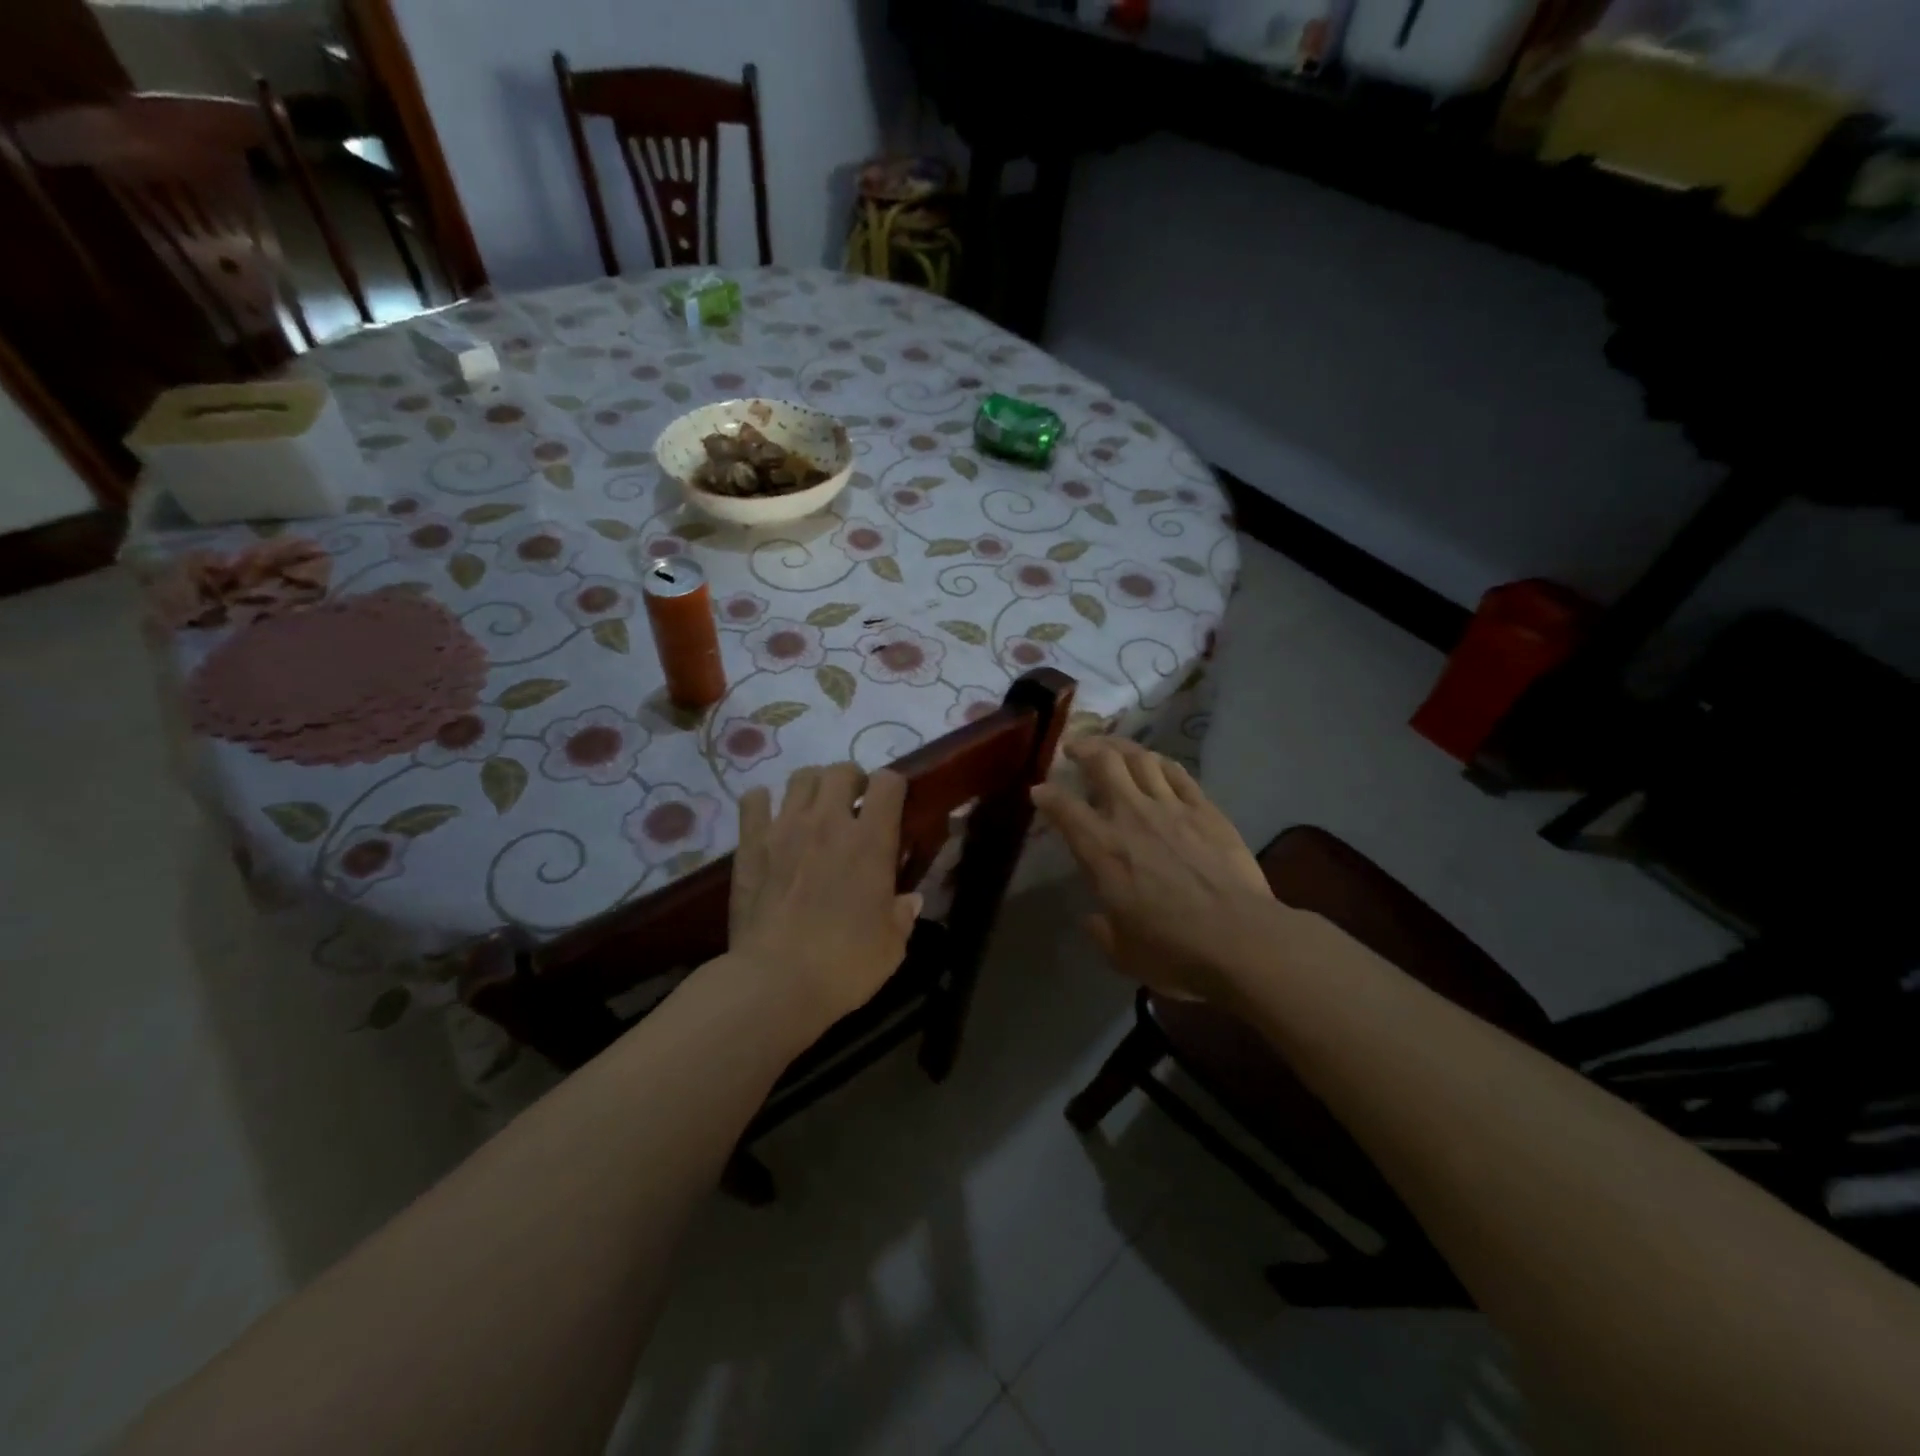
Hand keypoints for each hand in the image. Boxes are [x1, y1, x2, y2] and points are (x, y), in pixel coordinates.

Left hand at [729, 763, 921, 1032]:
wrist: (775, 983)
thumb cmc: (844, 965)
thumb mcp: (891, 946)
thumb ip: (902, 915)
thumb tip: (909, 900)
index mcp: (871, 841)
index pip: (888, 782)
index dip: (893, 787)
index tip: (892, 806)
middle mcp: (828, 822)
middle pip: (841, 769)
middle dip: (852, 781)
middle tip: (852, 807)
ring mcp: (785, 828)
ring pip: (801, 777)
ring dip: (813, 787)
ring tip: (814, 810)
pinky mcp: (750, 844)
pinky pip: (754, 800)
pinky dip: (764, 803)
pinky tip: (770, 820)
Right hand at [1031, 737, 1279, 1002]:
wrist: (1240, 939)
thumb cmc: (1174, 951)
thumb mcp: (1123, 953)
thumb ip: (1103, 931)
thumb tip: (1094, 919)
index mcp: (1101, 850)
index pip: (1063, 809)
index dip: (1046, 795)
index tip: (1039, 790)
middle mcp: (1130, 817)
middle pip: (1103, 763)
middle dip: (1083, 748)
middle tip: (1074, 748)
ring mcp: (1170, 808)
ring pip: (1140, 759)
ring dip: (1120, 746)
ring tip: (1110, 747)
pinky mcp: (1205, 810)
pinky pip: (1177, 773)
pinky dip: (1160, 762)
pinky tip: (1154, 763)